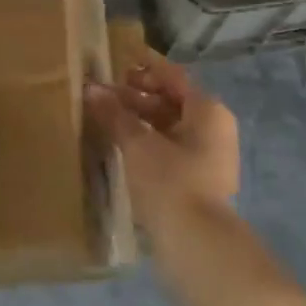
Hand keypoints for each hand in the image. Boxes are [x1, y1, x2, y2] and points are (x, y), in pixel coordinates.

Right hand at [85, 52, 238, 245]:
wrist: (197, 247)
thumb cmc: (170, 182)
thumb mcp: (136, 143)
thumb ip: (114, 113)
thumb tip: (91, 88)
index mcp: (207, 110)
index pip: (171, 75)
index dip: (143, 64)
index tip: (117, 58)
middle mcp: (214, 128)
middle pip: (171, 100)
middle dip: (137, 94)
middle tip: (104, 92)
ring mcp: (209, 156)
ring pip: (169, 125)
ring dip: (139, 119)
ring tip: (106, 118)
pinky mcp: (199, 180)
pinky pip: (170, 147)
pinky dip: (147, 140)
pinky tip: (120, 145)